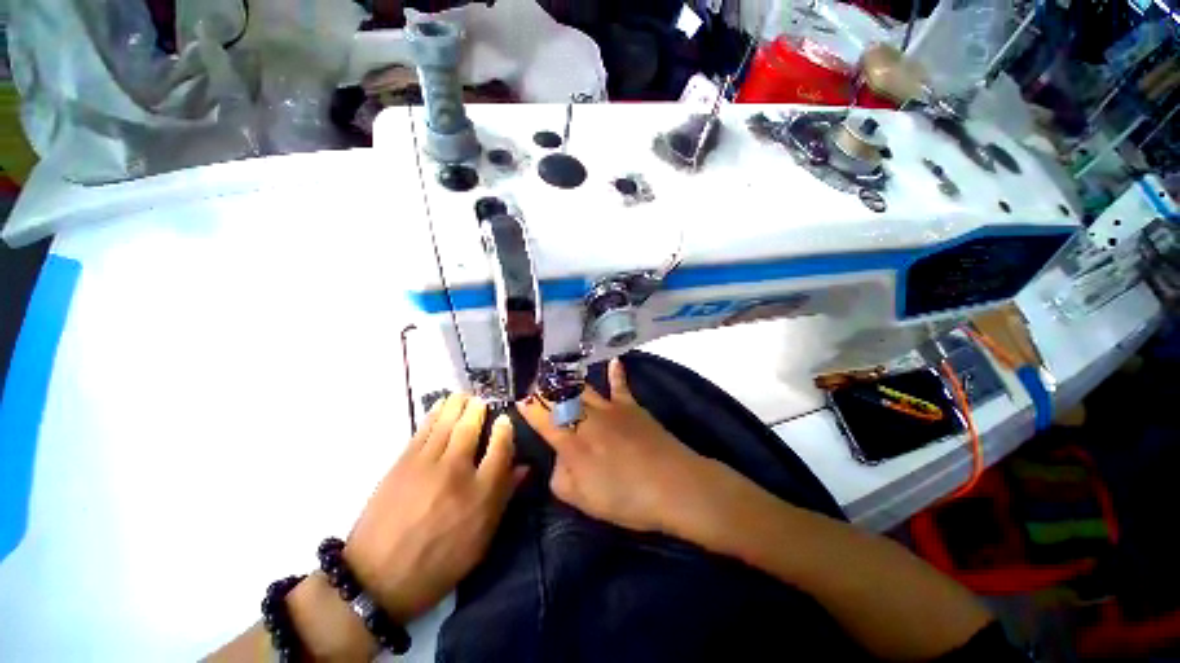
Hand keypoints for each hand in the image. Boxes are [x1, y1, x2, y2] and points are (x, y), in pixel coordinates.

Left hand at [345, 394, 526, 623]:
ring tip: (464, 395)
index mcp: (481, 493)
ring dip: (457, 405)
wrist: (378, 579)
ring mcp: (427, 464)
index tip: (505, 421)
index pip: (500, 448)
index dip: (505, 429)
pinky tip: (440, 405)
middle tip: (483, 400)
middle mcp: (456, 471)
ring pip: (447, 423)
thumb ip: (504, 498)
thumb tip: (523, 467)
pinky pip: (423, 429)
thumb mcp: (481, 539)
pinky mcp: (403, 463)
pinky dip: (434, 413)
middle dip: (479, 409)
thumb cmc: (440, 562)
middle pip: (471, 428)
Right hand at [519, 359, 722, 534]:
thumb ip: (560, 476)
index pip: (540, 415)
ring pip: (582, 387)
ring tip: (554, 365)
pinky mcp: (631, 406)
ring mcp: (610, 408)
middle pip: (558, 395)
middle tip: (530, 375)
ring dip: (566, 377)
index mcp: (570, 440)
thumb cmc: (625, 497)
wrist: (672, 485)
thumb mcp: (581, 499)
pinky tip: (614, 360)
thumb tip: (559, 458)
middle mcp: (586, 417)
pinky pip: (620, 385)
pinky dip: (616, 373)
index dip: (526, 403)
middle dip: (541, 385)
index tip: (515, 393)